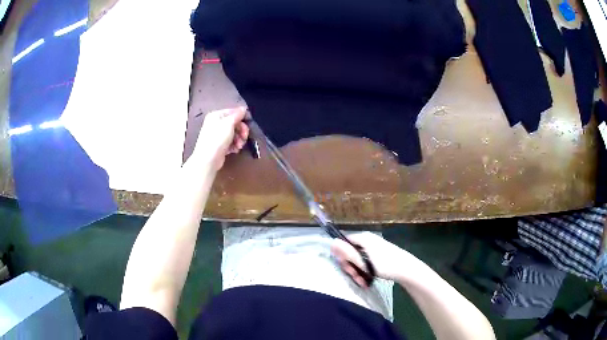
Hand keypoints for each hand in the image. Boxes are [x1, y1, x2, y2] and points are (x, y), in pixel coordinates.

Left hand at [193, 107, 249, 169]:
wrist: (208, 159)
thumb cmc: (217, 138)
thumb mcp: (229, 123)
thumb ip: (237, 114)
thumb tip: (243, 108)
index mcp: (216, 116)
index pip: (232, 112)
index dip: (242, 117)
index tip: (248, 123)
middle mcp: (216, 124)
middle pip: (234, 123)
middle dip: (241, 130)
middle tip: (245, 136)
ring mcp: (217, 135)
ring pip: (234, 134)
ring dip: (239, 139)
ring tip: (239, 145)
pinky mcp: (220, 146)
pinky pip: (231, 143)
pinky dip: (234, 145)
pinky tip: (235, 150)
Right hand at [331, 232, 422, 284]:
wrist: (407, 269)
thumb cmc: (386, 265)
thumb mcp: (364, 262)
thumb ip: (347, 253)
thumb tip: (331, 243)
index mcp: (363, 238)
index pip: (344, 244)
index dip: (343, 257)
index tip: (347, 269)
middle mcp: (367, 240)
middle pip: (350, 253)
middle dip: (352, 267)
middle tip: (357, 278)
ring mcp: (373, 247)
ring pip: (358, 259)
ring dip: (358, 272)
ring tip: (363, 282)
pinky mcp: (378, 254)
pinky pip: (365, 261)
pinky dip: (365, 271)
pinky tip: (367, 280)